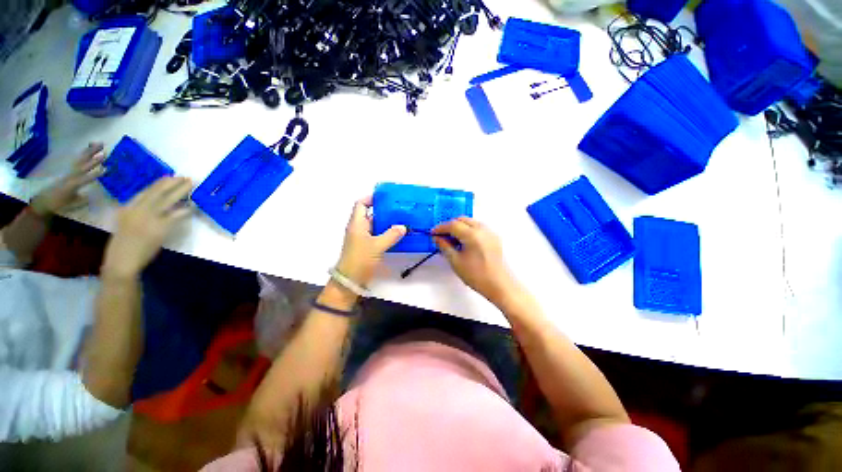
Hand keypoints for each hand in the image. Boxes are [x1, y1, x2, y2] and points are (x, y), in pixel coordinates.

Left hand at [30, 143, 105, 216]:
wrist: (44, 200)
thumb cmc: (59, 204)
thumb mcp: (71, 205)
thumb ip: (82, 200)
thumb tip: (93, 195)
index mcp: (72, 185)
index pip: (85, 179)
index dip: (95, 174)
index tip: (106, 169)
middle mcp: (71, 176)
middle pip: (83, 164)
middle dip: (93, 156)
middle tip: (103, 148)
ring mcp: (69, 171)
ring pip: (80, 159)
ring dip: (89, 151)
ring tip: (98, 143)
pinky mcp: (68, 170)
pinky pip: (77, 160)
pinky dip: (83, 154)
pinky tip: (88, 149)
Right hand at [101, 177, 192, 278]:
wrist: (122, 261)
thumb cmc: (122, 245)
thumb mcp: (124, 223)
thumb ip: (136, 213)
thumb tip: (152, 206)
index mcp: (127, 208)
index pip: (145, 192)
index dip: (159, 184)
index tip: (169, 177)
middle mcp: (137, 210)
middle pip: (157, 192)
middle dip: (172, 183)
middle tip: (185, 177)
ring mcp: (149, 218)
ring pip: (167, 200)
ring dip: (181, 191)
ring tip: (191, 185)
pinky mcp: (159, 228)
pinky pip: (175, 216)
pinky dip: (184, 210)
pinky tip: (192, 207)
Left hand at [335, 196, 405, 286]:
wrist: (350, 280)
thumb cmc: (360, 259)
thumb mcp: (377, 246)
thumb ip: (391, 235)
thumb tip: (403, 227)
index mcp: (357, 224)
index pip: (361, 204)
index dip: (371, 198)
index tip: (386, 197)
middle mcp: (359, 228)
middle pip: (370, 214)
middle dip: (384, 210)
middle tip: (399, 208)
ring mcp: (363, 238)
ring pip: (376, 225)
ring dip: (387, 222)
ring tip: (402, 219)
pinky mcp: (367, 246)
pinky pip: (378, 235)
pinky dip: (387, 233)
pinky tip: (398, 234)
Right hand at [433, 217, 518, 305]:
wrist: (500, 286)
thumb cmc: (476, 276)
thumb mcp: (456, 262)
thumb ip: (445, 246)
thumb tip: (436, 238)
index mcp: (472, 235)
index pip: (453, 225)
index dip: (440, 228)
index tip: (432, 233)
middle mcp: (482, 229)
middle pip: (462, 219)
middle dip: (450, 225)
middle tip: (441, 235)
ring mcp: (490, 232)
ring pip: (471, 222)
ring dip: (459, 226)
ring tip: (452, 239)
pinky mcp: (494, 237)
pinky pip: (478, 227)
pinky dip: (468, 230)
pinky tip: (464, 241)